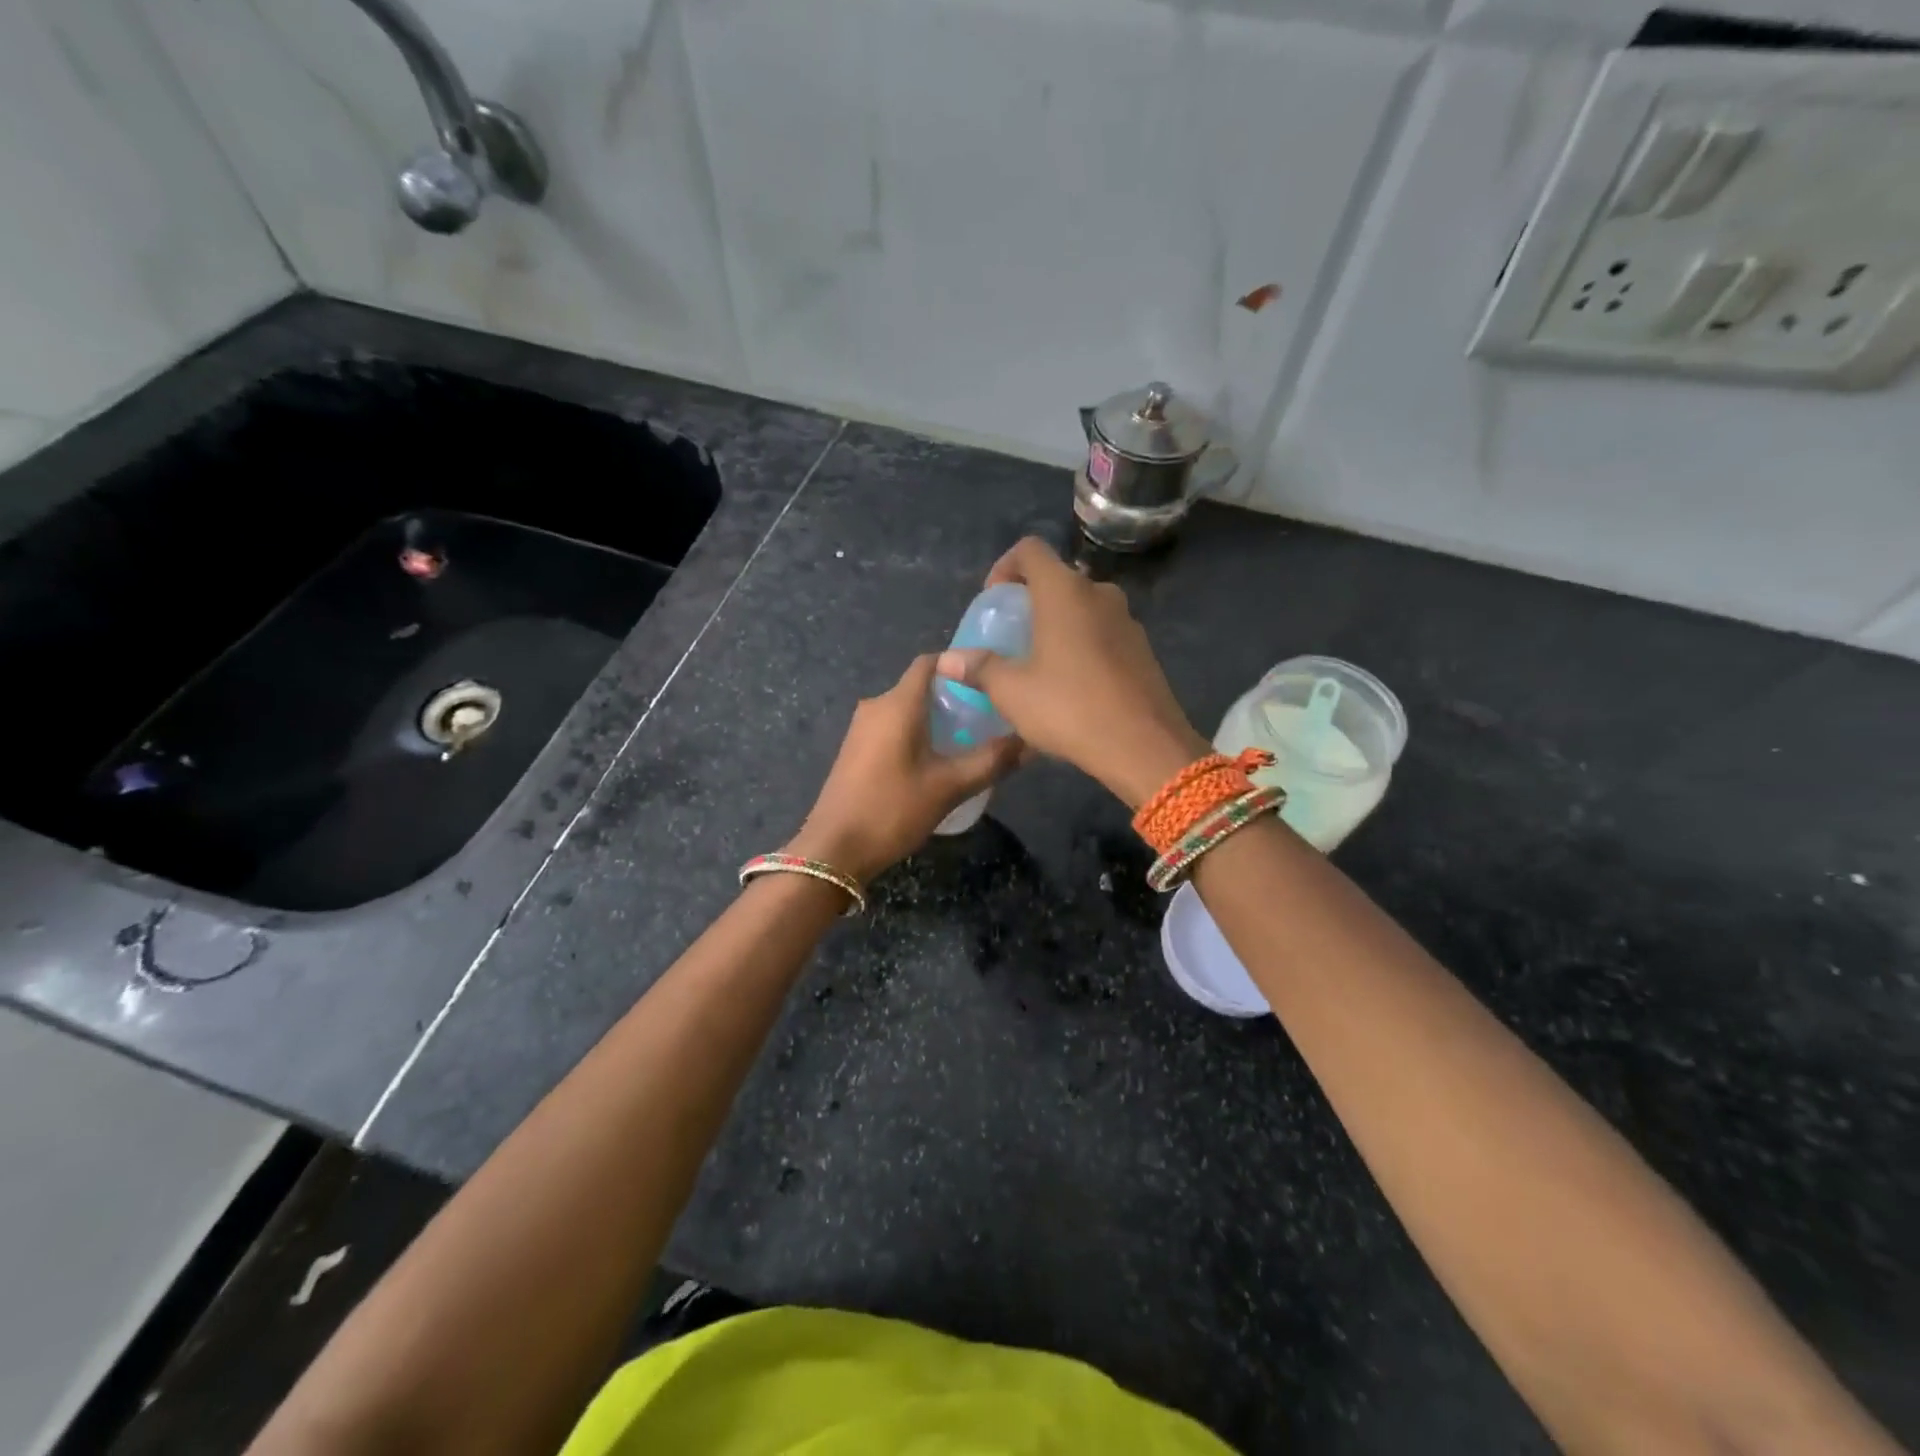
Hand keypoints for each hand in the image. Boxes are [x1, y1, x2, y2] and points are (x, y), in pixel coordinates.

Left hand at [787, 654, 1021, 882]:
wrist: (834, 849)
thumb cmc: (892, 810)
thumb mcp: (949, 787)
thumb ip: (991, 761)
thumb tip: (1030, 743)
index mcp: (897, 704)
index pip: (930, 662)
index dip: (961, 664)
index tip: (991, 680)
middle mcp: (875, 706)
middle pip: (921, 687)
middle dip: (955, 697)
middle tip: (991, 716)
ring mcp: (861, 729)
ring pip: (907, 710)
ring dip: (937, 719)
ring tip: (972, 740)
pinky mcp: (856, 750)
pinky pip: (893, 729)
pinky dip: (918, 735)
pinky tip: (939, 761)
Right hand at [937, 537, 1208, 808]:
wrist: (1143, 746)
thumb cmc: (1069, 708)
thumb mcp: (1012, 692)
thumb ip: (979, 668)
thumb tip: (947, 660)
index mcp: (1064, 591)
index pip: (1030, 550)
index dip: (1004, 566)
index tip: (993, 600)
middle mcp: (1099, 594)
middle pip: (1058, 580)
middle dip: (1031, 601)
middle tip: (1012, 637)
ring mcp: (1127, 620)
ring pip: (1083, 608)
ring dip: (1059, 624)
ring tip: (1040, 664)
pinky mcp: (1143, 649)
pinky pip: (1104, 633)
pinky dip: (1083, 645)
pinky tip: (1073, 685)